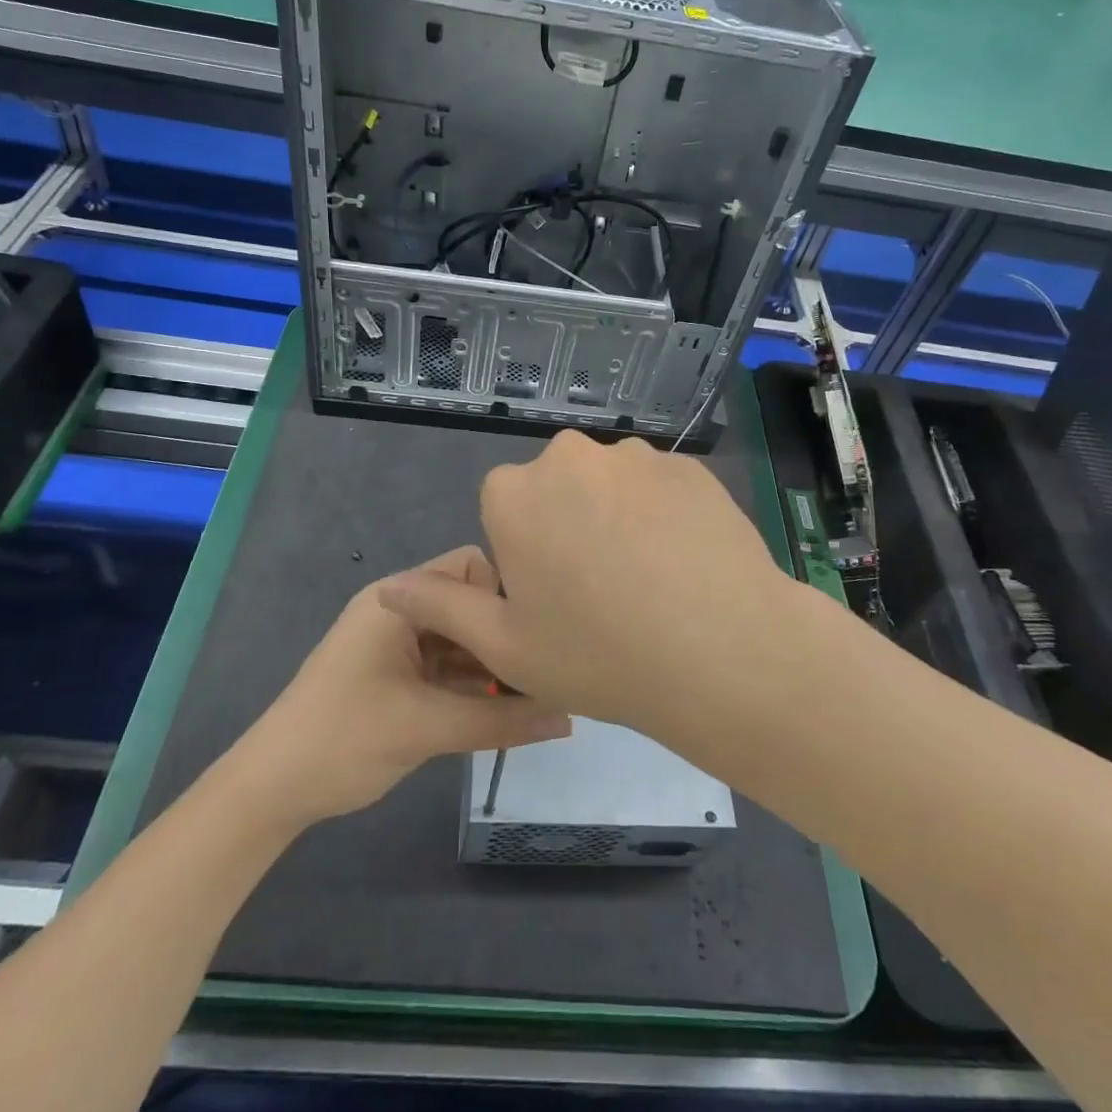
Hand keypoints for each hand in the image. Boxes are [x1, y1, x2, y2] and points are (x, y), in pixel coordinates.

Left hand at [234, 547, 571, 827]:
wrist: (270, 790)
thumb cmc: (344, 740)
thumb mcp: (428, 728)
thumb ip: (502, 720)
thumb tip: (569, 717)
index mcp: (398, 600)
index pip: (471, 567)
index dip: (505, 594)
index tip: (537, 635)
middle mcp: (399, 611)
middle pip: (467, 606)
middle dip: (503, 635)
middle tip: (546, 672)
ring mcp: (396, 643)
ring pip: (460, 639)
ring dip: (491, 664)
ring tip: (537, 694)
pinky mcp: (396, 674)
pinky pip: (446, 665)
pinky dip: (472, 683)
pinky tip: (505, 709)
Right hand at [378, 431, 800, 736]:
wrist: (722, 653)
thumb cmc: (598, 655)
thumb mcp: (504, 646)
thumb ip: (441, 608)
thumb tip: (388, 587)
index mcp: (515, 494)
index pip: (505, 510)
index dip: (527, 556)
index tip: (556, 599)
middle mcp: (570, 457)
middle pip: (558, 490)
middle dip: (568, 528)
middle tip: (601, 593)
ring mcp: (637, 456)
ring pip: (611, 486)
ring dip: (618, 519)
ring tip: (651, 581)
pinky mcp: (690, 466)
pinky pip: (660, 488)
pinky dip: (664, 517)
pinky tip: (686, 565)